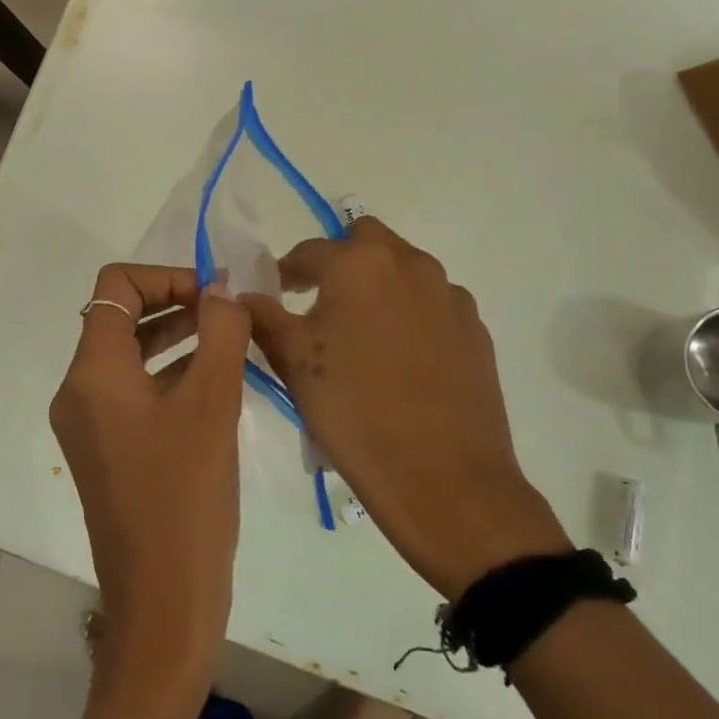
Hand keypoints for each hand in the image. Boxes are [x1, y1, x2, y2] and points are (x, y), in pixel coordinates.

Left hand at [50, 264, 252, 689]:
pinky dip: (172, 376)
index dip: (167, 277)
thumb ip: (220, 332)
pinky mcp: (108, 451)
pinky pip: (136, 393)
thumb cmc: (186, 496)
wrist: (163, 601)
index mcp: (93, 372)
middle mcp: (79, 391)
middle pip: (121, 318)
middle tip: (230, 314)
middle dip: (176, 304)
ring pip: (131, 357)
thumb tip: (222, 288)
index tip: (215, 296)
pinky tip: (218, 385)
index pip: (117, 287)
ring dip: (177, 339)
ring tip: (231, 342)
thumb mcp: (212, 403)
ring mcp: (90, 424)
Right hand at [244, 218, 569, 601]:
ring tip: (361, 335)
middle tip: (320, 302)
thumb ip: (263, 318)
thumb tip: (244, 296)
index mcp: (360, 264)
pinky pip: (433, 304)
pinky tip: (400, 359)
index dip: (286, 271)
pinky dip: (410, 314)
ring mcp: (449, 296)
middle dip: (339, 261)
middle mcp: (410, 265)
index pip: (310, 251)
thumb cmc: (354, 412)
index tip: (275, 294)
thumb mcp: (293, 363)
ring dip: (378, 285)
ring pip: (404, 270)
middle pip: (366, 241)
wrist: (444, 478)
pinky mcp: (475, 329)